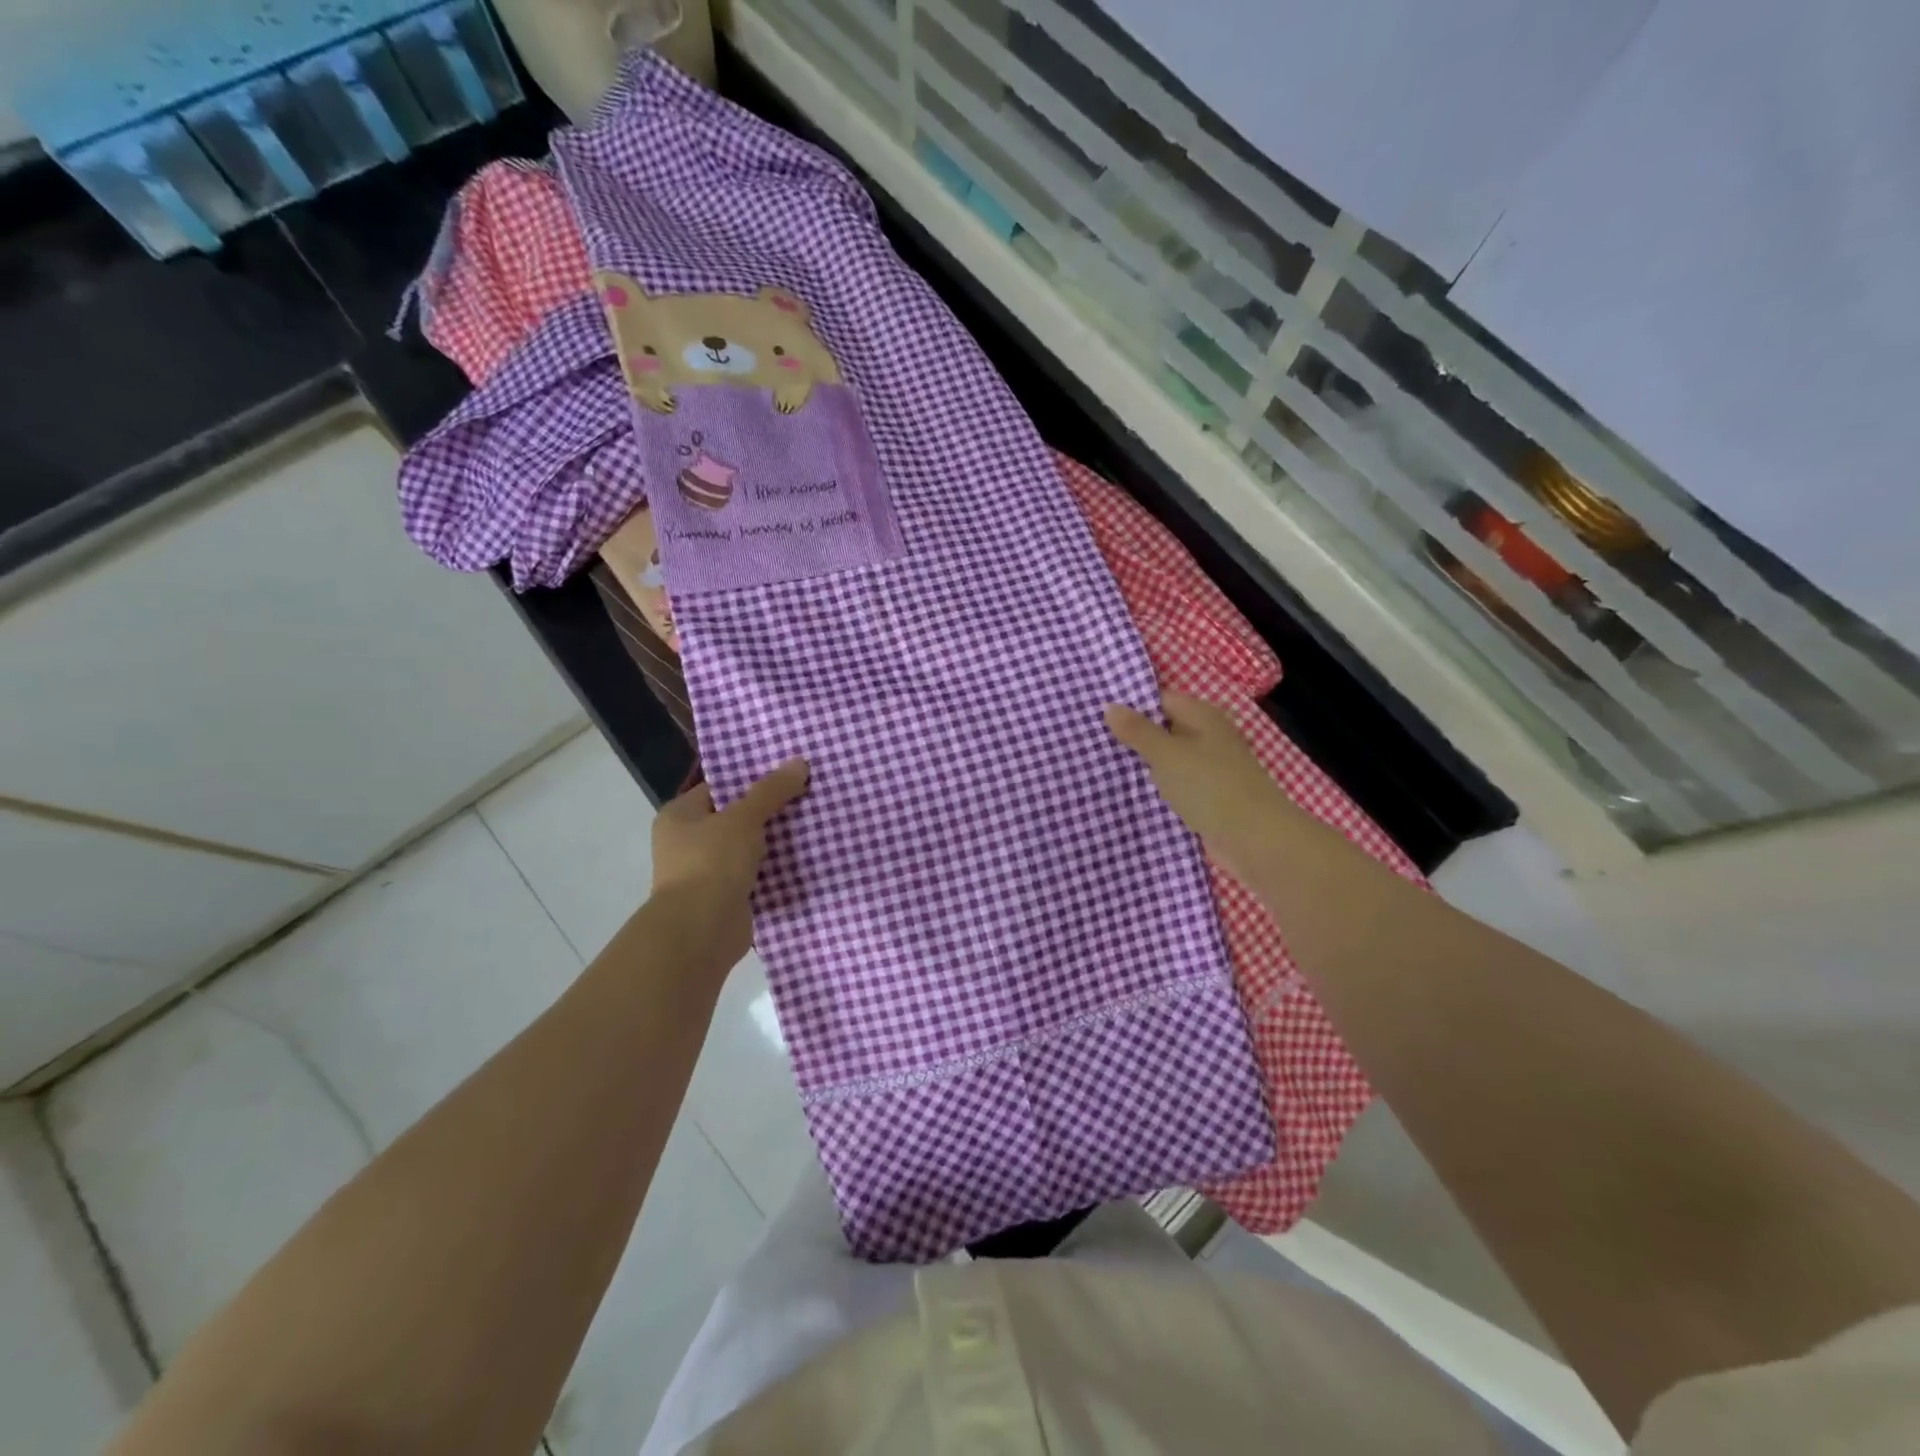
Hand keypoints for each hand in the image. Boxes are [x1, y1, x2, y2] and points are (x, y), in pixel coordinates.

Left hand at [651, 759, 809, 965]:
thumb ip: (771, 791)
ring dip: (775, 841)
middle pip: (736, 817)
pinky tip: (807, 857)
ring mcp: (707, 872)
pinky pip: (757, 874)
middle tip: (807, 794)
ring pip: (749, 847)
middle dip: (769, 810)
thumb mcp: (744, 818)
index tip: (786, 772)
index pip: (719, 787)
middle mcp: (688, 842)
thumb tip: (800, 762)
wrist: (701, 931)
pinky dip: (777, 869)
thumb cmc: (712, 863)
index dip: (751, 779)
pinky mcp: (727, 897)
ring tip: (814, 821)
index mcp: (680, 816)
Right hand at [1104, 692, 1296, 886]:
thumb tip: (1109, 705)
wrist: (1255, 840)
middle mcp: (1207, 737)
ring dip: (1141, 765)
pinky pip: (1174, 786)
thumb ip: (1137, 731)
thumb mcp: (1167, 754)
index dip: (1130, 705)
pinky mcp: (1207, 798)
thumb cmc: (1210, 786)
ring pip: (1167, 760)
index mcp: (1202, 716)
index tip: (1094, 714)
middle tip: (1089, 741)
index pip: (1160, 699)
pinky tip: (1126, 794)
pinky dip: (1155, 789)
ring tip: (1098, 766)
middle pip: (1163, 729)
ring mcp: (1209, 769)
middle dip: (1131, 736)